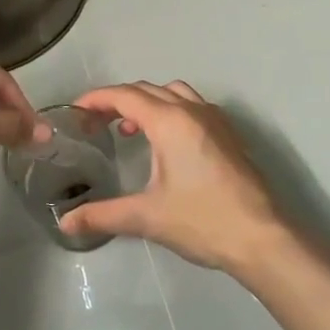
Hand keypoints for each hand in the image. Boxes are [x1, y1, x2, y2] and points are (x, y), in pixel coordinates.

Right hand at [56, 81, 290, 275]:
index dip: (96, 99)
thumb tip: (66, 222)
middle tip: (94, 122)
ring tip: (130, 130)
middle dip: (118, 100)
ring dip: (147, 102)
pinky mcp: (229, 136)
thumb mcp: (147, 217)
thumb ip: (103, 215)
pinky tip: (166, 143)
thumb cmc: (202, 221)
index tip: (75, 111)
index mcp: (170, 122)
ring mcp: (216, 121)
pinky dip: (171, 111)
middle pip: (147, 90)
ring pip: (174, 93)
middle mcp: (193, 111)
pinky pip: (193, 106)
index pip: (125, 96)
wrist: (262, 238)